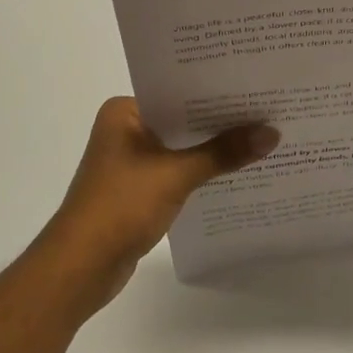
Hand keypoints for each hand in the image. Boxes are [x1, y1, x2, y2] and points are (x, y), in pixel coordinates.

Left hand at [29, 97, 277, 318]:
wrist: (81, 266)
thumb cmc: (121, 207)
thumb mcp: (176, 175)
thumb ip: (224, 153)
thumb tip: (272, 133)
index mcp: (124, 112)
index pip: (178, 91)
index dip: (217, 91)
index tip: (256, 86)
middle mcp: (126, 129)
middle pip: (183, 120)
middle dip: (221, 121)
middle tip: (269, 110)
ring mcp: (131, 161)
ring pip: (182, 147)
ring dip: (214, 149)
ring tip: (262, 138)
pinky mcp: (139, 189)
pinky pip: (178, 170)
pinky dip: (202, 171)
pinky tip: (237, 171)